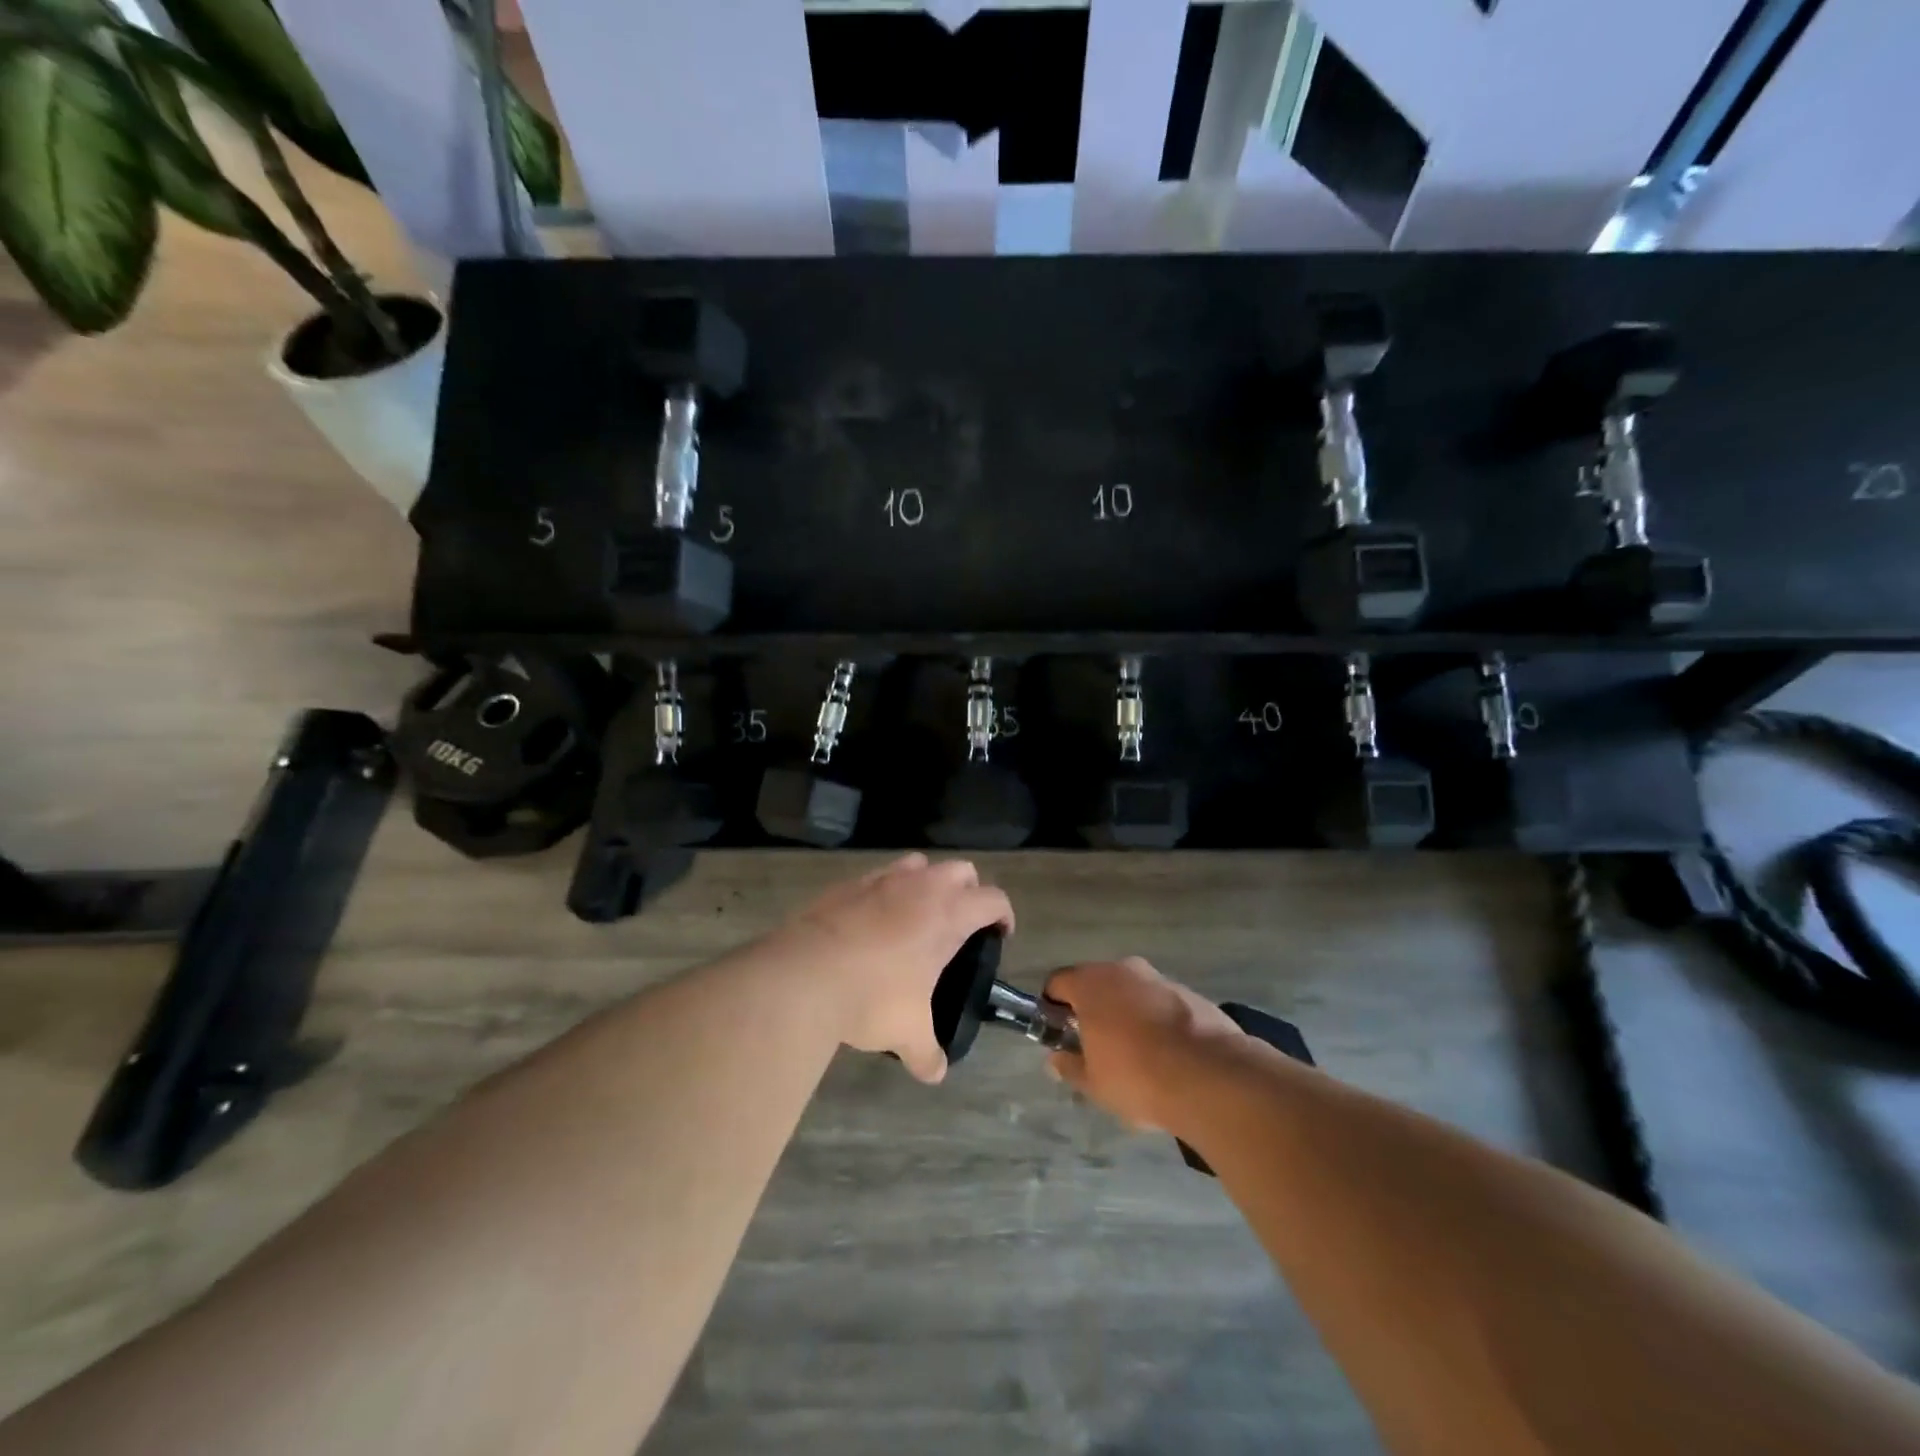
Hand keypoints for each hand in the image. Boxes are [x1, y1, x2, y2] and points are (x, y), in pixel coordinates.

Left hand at [769, 854, 1012, 1083]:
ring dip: (927, 881)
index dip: (1004, 914)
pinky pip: (878, 875)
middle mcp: (920, 887)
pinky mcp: (847, 884)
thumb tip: (935, 1074)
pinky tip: (874, 920)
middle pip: (961, 870)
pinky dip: (885, 890)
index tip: (1000, 934)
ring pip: (918, 862)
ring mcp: (881, 880)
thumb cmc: (871, 998)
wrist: (803, 975)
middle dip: (968, 891)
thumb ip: (927, 1052)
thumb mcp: (907, 1033)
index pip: (993, 899)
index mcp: (948, 915)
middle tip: (960, 924)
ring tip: (918, 914)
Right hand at [1043, 957, 1242, 1129]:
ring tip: (1135, 1054)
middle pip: (1096, 983)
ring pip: (1131, 991)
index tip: (1058, 1033)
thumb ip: (1070, 1067)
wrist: (1210, 1076)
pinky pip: (1161, 1002)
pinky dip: (1157, 1020)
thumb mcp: (1094, 1083)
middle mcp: (1123, 969)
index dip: (1053, 1007)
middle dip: (1093, 1009)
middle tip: (1095, 1046)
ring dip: (1126, 1013)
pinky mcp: (1191, 993)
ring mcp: (1159, 978)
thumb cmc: (1137, 1076)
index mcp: (1090, 983)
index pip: (1057, 983)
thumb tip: (1055, 1060)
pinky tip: (1166, 1054)